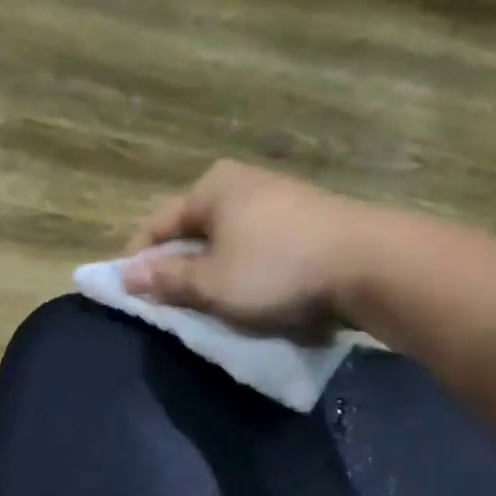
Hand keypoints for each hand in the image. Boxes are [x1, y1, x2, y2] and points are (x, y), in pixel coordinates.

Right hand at [123, 160, 382, 338]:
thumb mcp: (211, 283)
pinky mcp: (307, 224)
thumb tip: (126, 276)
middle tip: (168, 309)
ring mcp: (280, 201)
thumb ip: (166, 279)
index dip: (138, 261)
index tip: (128, 296)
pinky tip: (249, 300)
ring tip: (208, 310)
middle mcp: (244, 185)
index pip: (157, 225)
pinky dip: (244, 275)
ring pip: (227, 243)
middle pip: (193, 232)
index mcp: (213, 188)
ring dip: (212, 276)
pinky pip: (257, 251)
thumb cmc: (275, 271)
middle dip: (177, 270)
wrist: (369, 266)